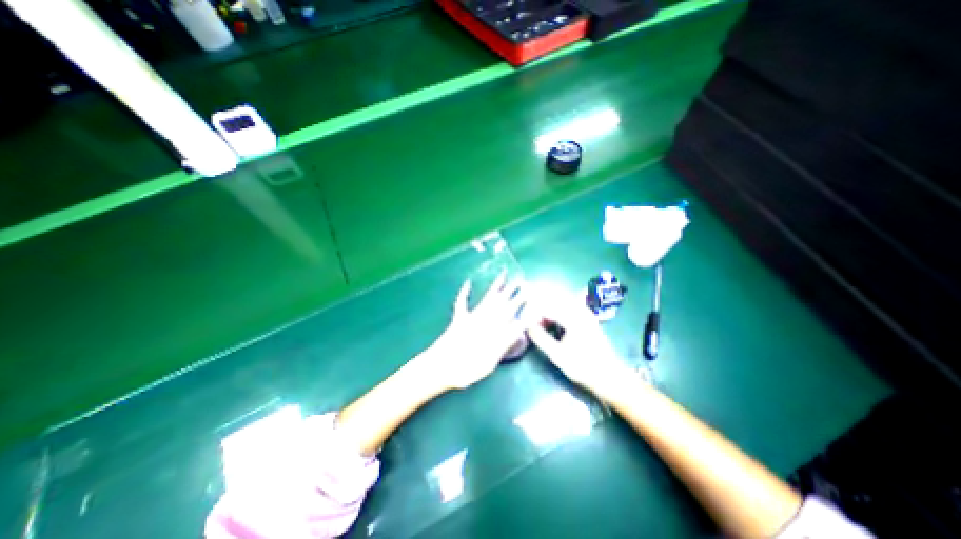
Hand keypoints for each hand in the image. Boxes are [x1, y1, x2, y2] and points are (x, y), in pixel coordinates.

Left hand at [420, 272, 524, 389]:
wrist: (441, 367)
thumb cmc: (467, 369)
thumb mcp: (490, 361)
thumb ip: (504, 343)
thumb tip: (518, 327)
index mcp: (494, 330)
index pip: (511, 313)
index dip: (521, 303)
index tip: (530, 293)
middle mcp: (484, 320)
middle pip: (502, 303)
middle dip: (513, 292)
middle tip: (522, 281)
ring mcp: (471, 317)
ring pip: (487, 299)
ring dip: (496, 287)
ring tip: (503, 275)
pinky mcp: (459, 318)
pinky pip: (462, 303)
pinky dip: (464, 292)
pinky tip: (468, 283)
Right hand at [525, 294, 635, 397]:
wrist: (610, 377)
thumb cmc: (583, 367)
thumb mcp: (557, 355)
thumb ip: (541, 338)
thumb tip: (526, 326)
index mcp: (573, 318)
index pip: (548, 307)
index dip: (533, 309)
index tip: (522, 313)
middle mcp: (580, 312)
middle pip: (555, 299)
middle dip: (540, 301)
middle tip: (527, 307)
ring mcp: (585, 314)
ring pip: (563, 301)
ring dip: (549, 304)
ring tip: (536, 311)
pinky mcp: (587, 319)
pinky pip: (569, 307)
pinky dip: (558, 308)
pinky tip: (551, 316)